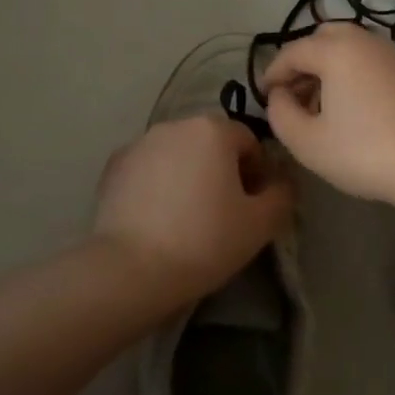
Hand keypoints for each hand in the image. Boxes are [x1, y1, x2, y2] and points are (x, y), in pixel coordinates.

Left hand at [93, 116, 293, 306]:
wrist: (131, 269)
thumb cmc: (204, 240)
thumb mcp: (261, 224)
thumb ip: (282, 194)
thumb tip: (281, 181)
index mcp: (212, 130)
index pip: (248, 141)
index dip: (258, 172)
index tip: (253, 204)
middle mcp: (174, 125)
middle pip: (211, 142)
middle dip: (222, 169)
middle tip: (225, 212)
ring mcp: (139, 144)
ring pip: (178, 154)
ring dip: (189, 174)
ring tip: (188, 216)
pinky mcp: (113, 167)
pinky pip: (149, 168)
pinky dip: (158, 184)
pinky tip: (158, 218)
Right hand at [259, 22, 394, 210]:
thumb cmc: (366, 153)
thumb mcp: (308, 143)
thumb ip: (280, 114)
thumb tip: (280, 95)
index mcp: (336, 49)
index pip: (292, 51)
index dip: (273, 72)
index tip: (264, 96)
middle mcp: (366, 40)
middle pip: (324, 38)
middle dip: (303, 62)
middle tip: (293, 95)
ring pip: (351, 48)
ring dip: (330, 68)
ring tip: (322, 105)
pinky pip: (373, 61)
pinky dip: (355, 74)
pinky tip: (356, 108)